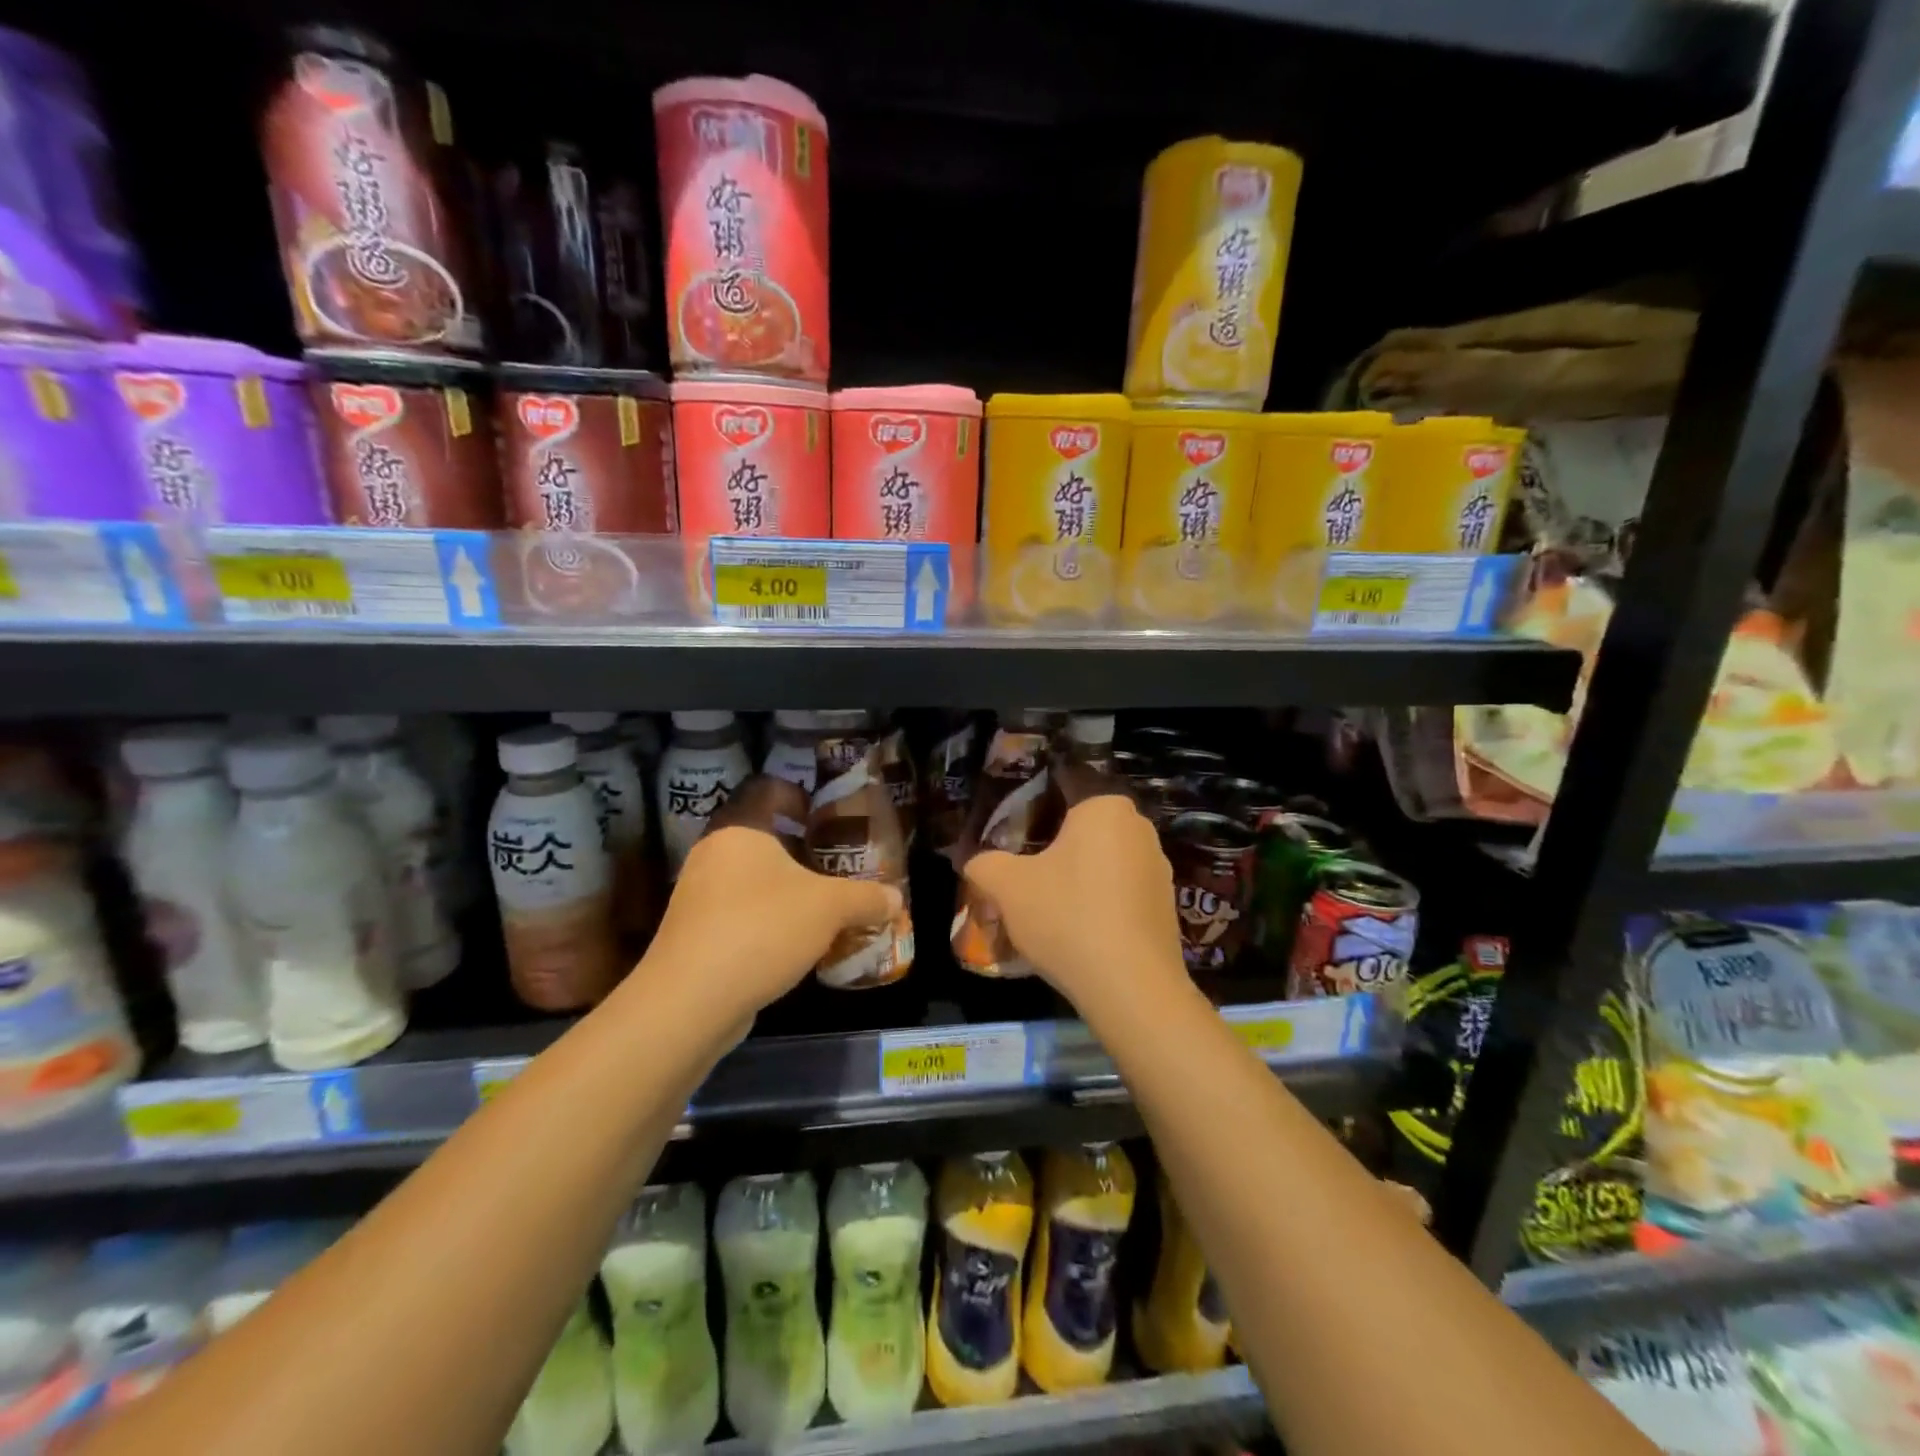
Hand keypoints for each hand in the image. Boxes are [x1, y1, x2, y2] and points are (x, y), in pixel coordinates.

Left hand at [643, 790, 900, 1021]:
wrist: (690, 1001)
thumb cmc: (762, 929)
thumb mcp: (829, 908)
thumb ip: (866, 898)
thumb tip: (896, 899)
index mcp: (740, 829)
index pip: (767, 789)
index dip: (799, 796)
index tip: (828, 817)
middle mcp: (714, 854)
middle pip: (763, 836)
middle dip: (803, 850)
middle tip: (838, 866)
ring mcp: (699, 895)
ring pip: (752, 878)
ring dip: (788, 889)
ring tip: (825, 908)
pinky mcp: (695, 933)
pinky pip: (740, 912)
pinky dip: (769, 919)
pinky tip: (797, 944)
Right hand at [961, 792, 1187, 1014]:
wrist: (1131, 987)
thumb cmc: (1067, 917)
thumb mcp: (1007, 887)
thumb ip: (984, 864)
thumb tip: (974, 862)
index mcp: (1104, 808)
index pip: (1062, 792)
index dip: (1031, 812)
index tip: (1011, 837)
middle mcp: (1138, 828)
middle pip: (1082, 830)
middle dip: (1052, 850)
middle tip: (1022, 876)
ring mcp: (1158, 868)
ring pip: (1102, 863)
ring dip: (1076, 880)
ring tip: (1046, 910)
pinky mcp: (1166, 905)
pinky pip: (1121, 893)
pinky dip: (1098, 905)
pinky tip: (1077, 933)